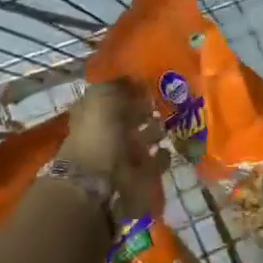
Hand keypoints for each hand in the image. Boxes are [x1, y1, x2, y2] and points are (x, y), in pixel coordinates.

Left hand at [59, 80, 164, 220]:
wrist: (100, 184)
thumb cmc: (99, 135)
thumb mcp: (103, 98)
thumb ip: (119, 85)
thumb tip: (135, 78)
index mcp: (91, 113)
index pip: (111, 96)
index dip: (128, 88)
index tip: (149, 81)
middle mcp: (104, 134)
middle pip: (127, 118)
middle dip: (144, 110)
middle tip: (166, 99)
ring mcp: (120, 157)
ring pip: (141, 140)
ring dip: (155, 132)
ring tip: (171, 122)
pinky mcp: (136, 177)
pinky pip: (152, 163)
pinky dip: (161, 156)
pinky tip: (168, 148)